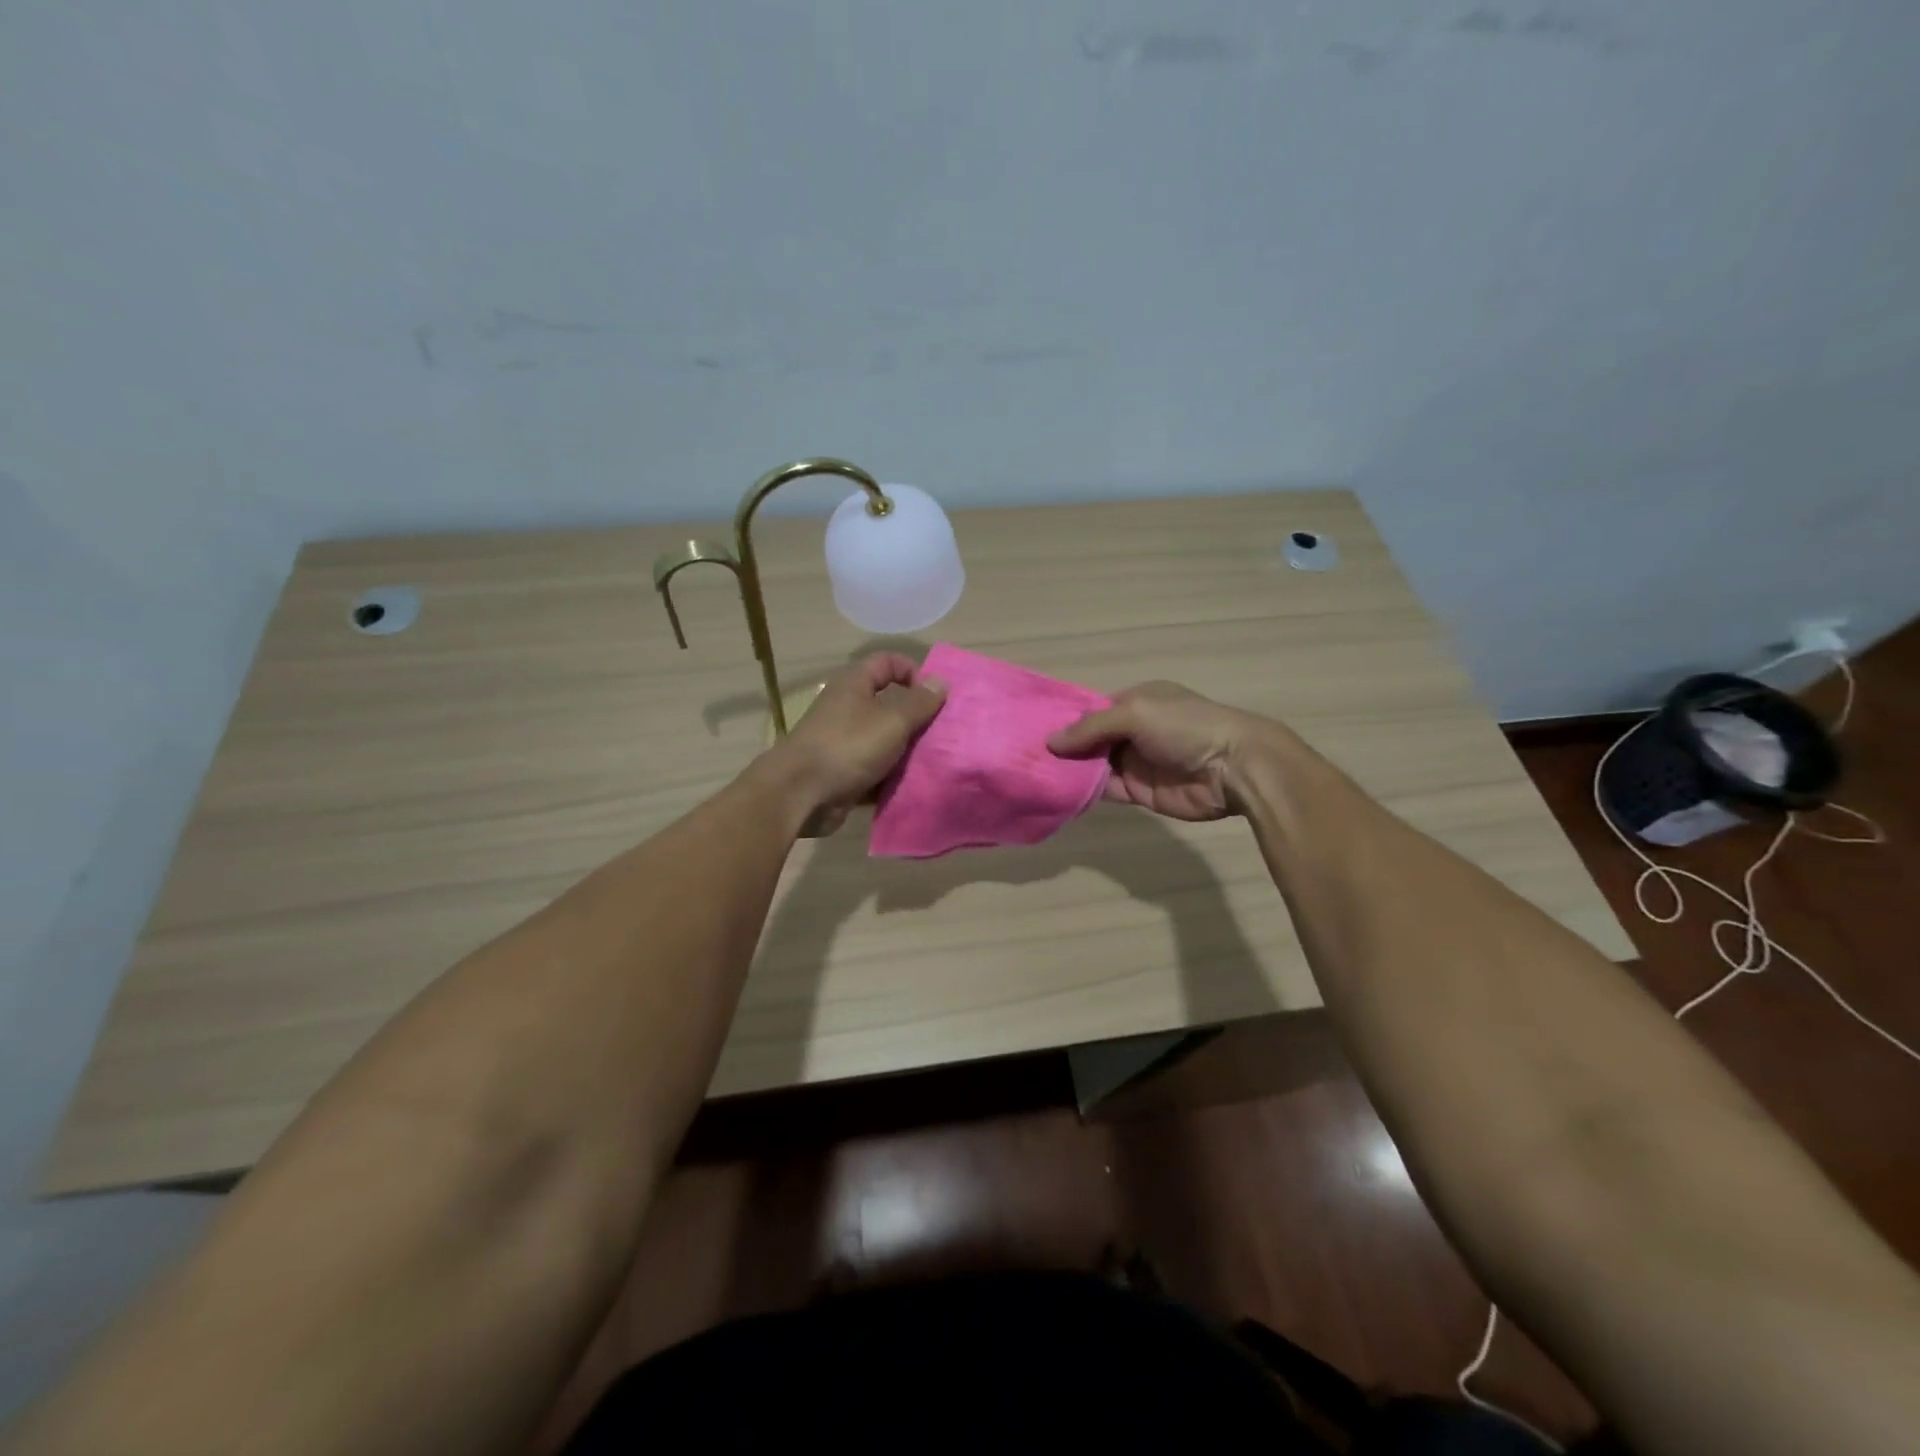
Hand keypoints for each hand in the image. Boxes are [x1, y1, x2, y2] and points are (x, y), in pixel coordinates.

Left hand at [768, 653, 946, 818]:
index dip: (913, 671)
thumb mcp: (892, 720)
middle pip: (890, 704)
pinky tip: (916, 785)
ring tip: (937, 761)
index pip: (888, 662)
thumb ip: (919, 702)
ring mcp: (845, 743)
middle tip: (944, 733)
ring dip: (909, 751)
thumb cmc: (848, 746)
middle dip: (917, 718)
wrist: (800, 794)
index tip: (936, 696)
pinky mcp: (845, 773)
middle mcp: (848, 709)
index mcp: (854, 685)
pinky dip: (893, 777)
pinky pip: (877, 770)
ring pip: (886, 741)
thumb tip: (939, 682)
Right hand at [1047, 681, 1278, 820]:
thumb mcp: (1136, 712)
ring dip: (1069, 769)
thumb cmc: (1185, 727)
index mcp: (1135, 701)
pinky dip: (1083, 791)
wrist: (1233, 769)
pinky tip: (1056, 791)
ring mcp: (1134, 762)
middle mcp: (1132, 730)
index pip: (1091, 710)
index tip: (1029, 727)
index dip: (1064, 719)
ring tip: (1029, 774)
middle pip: (1088, 739)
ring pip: (1092, 765)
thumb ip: (1091, 727)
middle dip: (1061, 746)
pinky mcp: (1137, 792)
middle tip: (1021, 755)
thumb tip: (1050, 742)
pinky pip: (1104, 790)